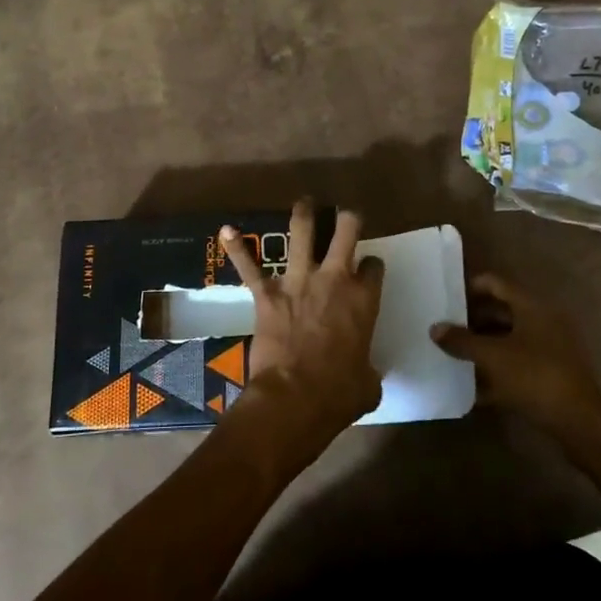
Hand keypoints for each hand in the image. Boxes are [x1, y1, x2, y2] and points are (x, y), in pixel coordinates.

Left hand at [220, 200, 383, 450]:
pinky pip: (249, 266)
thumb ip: (368, 369)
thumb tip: (364, 374)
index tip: (368, 269)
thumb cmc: (338, 394)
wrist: (295, 398)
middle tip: (343, 215)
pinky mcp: (267, 294)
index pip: (374, 267)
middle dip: (346, 218)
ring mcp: (298, 282)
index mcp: (363, 301)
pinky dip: (237, 248)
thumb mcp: (368, 384)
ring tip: (305, 203)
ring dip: (303, 214)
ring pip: (302, 233)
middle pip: (345, 231)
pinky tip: (226, 231)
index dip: (372, 265)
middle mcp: (334, 280)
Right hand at [431, 273, 600, 432]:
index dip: (469, 288)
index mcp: (532, 307)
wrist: (579, 421)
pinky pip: (516, 365)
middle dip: (471, 321)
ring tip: (452, 356)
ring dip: (482, 347)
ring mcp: (548, 349)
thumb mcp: (493, 356)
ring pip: (507, 340)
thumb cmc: (534, 376)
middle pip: (501, 312)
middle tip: (444, 329)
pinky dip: (495, 371)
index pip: (495, 284)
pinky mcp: (549, 374)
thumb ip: (462, 340)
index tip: (445, 298)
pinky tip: (472, 387)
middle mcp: (542, 321)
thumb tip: (435, 328)